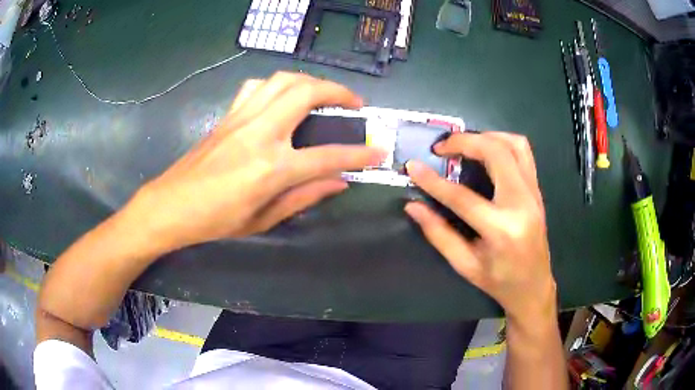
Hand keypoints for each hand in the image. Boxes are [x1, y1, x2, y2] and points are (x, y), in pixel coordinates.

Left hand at [132, 72, 384, 251]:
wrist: (172, 205)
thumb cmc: (216, 220)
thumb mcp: (263, 219)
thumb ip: (304, 197)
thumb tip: (339, 183)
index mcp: (271, 168)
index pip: (327, 157)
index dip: (358, 155)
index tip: (379, 151)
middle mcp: (260, 133)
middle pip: (306, 93)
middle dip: (338, 91)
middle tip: (354, 103)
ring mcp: (242, 119)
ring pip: (282, 80)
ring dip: (310, 80)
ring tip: (322, 93)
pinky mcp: (228, 115)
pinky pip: (257, 87)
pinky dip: (277, 85)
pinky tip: (282, 97)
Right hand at [404, 132, 554, 322]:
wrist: (533, 287)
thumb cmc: (499, 282)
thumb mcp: (465, 265)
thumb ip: (438, 233)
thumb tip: (413, 207)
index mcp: (501, 230)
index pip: (463, 197)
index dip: (433, 181)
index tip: (413, 166)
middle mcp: (522, 204)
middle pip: (495, 153)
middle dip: (464, 142)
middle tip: (441, 148)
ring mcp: (533, 194)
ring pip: (514, 145)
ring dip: (486, 136)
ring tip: (464, 145)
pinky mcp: (537, 190)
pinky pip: (524, 153)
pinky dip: (503, 142)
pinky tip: (487, 151)